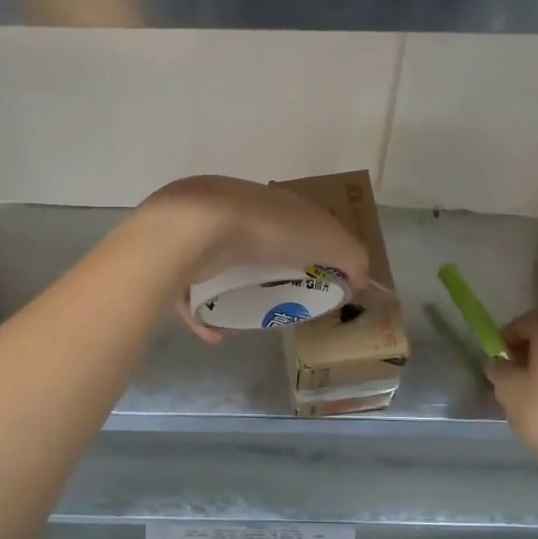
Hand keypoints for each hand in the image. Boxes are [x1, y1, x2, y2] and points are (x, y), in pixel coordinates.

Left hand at [140, 176, 372, 342]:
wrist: (197, 228)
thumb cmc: (269, 229)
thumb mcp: (327, 238)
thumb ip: (351, 257)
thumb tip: (359, 281)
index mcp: (276, 204)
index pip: (302, 223)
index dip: (316, 248)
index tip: (323, 279)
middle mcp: (239, 214)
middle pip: (263, 246)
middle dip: (274, 271)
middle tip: (287, 302)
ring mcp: (205, 234)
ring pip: (225, 267)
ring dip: (238, 291)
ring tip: (252, 317)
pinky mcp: (178, 259)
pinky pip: (193, 293)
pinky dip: (204, 316)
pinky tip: (216, 334)